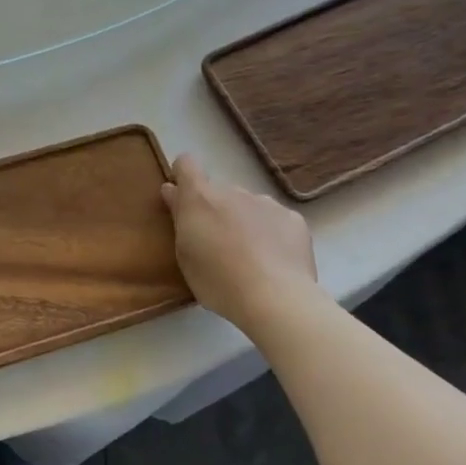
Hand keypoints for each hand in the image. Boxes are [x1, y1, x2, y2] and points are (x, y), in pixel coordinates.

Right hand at [160, 154, 316, 328]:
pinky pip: (275, 218)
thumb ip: (178, 217)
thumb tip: (172, 190)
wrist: (276, 299)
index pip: (186, 164)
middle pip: (218, 191)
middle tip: (217, 243)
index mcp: (200, 198)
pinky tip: (274, 259)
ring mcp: (266, 202)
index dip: (182, 177)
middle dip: (215, 209)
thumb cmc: (218, 281)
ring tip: (249, 256)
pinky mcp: (293, 218)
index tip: (182, 199)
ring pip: (248, 204)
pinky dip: (271, 232)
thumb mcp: (184, 254)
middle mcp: (233, 191)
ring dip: (243, 220)